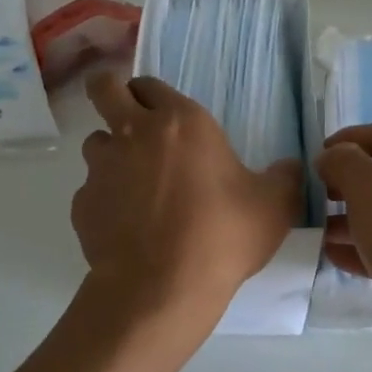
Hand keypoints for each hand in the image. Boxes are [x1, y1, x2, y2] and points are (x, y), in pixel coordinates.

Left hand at [74, 72, 302, 321]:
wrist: (162, 288)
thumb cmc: (222, 236)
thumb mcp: (275, 206)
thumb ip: (284, 178)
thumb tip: (289, 168)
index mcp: (180, 122)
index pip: (149, 83)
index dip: (153, 95)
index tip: (165, 114)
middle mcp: (133, 133)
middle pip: (103, 88)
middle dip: (110, 93)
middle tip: (131, 122)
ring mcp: (101, 168)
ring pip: (95, 142)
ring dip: (112, 153)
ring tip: (136, 186)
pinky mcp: (82, 204)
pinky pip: (90, 190)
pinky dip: (105, 201)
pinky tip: (127, 227)